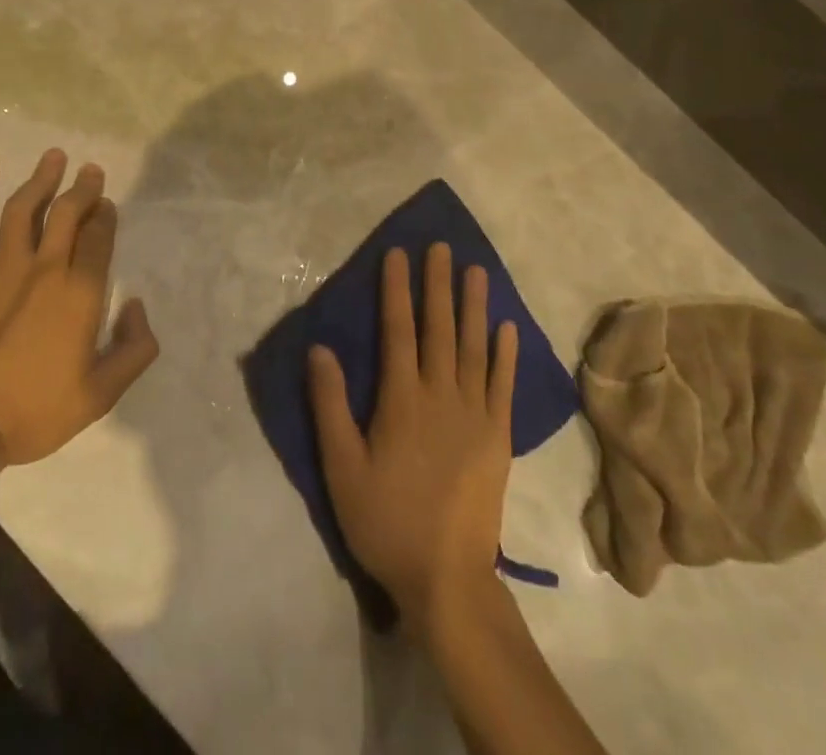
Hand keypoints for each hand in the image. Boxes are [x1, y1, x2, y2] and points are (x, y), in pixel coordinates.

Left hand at [0, 149, 159, 464]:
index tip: (107, 205)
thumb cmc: (35, 411)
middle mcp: (47, 268)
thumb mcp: (101, 395)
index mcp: (81, 294)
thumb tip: (136, 305)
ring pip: (26, 208)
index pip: (99, 237)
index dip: (105, 216)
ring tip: (55, 156)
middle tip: (91, 171)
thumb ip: (134, 349)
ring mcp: (5, 266)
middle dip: (83, 188)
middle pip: (68, 213)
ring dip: (42, 179)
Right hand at [308, 244, 517, 632]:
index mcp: (402, 399)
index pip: (397, 329)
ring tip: (477, 270)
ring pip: (474, 346)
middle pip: (439, 328)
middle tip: (441, 246)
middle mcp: (441, 395)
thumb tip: (320, 348)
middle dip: (437, 283)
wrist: (447, 577)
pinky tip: (505, 326)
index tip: (398, 253)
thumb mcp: (341, 467)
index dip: (396, 289)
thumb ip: (330, 405)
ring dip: (474, 305)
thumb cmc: (386, 520)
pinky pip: (503, 384)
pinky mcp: (499, 436)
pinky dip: (504, 353)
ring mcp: (476, 414)